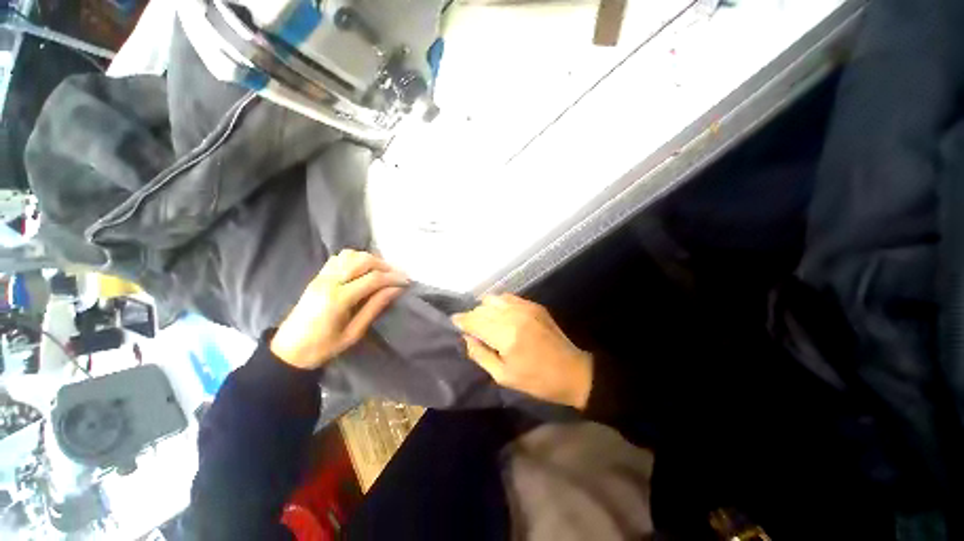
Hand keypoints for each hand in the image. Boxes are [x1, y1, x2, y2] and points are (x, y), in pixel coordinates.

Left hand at [270, 250, 408, 369]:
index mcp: (338, 299)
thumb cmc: (323, 347)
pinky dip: (355, 258)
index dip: (393, 278)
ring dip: (370, 259)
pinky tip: (363, 269)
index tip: (406, 282)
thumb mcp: (354, 333)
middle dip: (384, 265)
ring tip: (382, 272)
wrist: (288, 350)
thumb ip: (375, 307)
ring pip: (351, 255)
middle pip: (362, 260)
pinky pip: (339, 257)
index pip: (372, 279)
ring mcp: (321, 277)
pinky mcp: (317, 276)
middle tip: (397, 276)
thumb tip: (395, 290)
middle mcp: (329, 282)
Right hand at [452, 294, 592, 408]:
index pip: (474, 320)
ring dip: (485, 308)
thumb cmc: (537, 380)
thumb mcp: (503, 376)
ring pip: (493, 299)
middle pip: (482, 308)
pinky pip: (508, 297)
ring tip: (486, 321)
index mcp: (505, 335)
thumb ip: (480, 354)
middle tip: (471, 328)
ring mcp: (525, 307)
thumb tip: (466, 338)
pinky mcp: (534, 305)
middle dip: (472, 316)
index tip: (453, 322)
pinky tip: (501, 315)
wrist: (572, 371)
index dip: (461, 320)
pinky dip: (499, 304)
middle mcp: (514, 315)